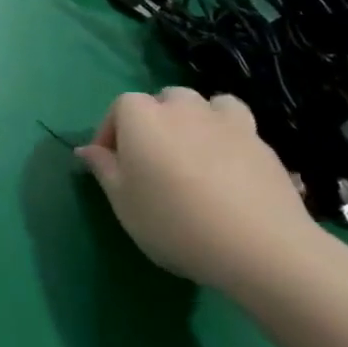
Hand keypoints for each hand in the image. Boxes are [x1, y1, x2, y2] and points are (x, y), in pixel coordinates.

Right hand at [75, 86, 315, 291]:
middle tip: (151, 160)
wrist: (258, 246)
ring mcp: (226, 121)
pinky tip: (228, 165)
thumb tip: (87, 150)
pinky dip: (228, 135)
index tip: (111, 164)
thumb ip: (104, 169)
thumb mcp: (123, 202)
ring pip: (204, 105)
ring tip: (192, 152)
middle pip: (162, 100)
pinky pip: (237, 125)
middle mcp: (182, 108)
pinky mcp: (261, 141)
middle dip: (152, 121)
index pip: (119, 107)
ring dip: (193, 120)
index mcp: (141, 117)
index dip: (111, 132)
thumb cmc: (174, 223)